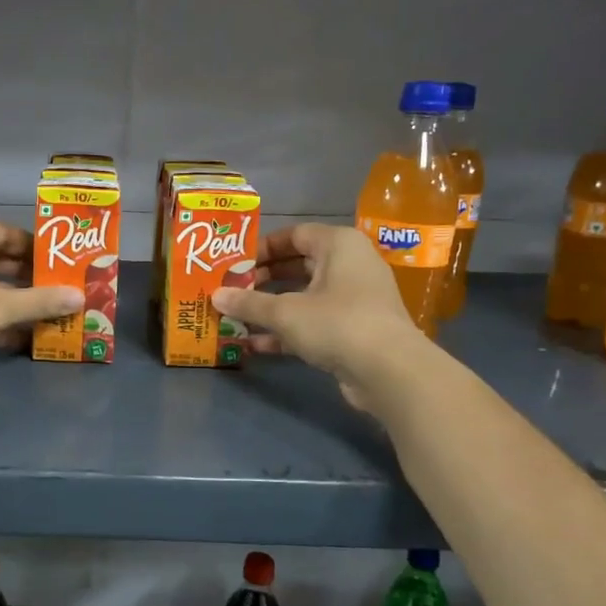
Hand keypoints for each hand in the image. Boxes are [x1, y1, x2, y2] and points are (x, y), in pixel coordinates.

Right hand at [212, 223, 431, 410]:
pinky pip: (313, 322)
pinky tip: (256, 345)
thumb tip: (216, 296)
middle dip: (262, 280)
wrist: (389, 371)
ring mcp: (354, 300)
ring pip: (304, 297)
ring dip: (271, 308)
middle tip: (231, 290)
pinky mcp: (354, 331)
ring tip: (236, 317)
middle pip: (298, 265)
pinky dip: (287, 331)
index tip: (234, 263)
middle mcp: (349, 265)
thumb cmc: (337, 323)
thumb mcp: (285, 312)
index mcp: (338, 245)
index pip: (295, 234)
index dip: (262, 247)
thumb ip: (248, 303)